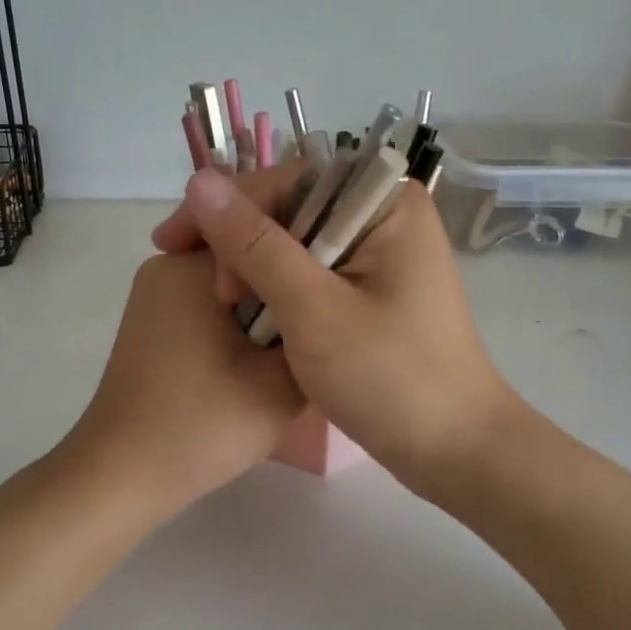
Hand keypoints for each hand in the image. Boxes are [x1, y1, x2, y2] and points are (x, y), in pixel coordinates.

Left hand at [63, 251, 304, 516]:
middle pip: (249, 258)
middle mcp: (167, 265)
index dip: (308, 263)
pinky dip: (236, 326)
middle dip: (283, 289)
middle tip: (320, 327)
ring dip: (263, 310)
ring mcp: (155, 295)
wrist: (121, 476)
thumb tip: (326, 308)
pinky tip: (255, 362)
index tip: (337, 297)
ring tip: (292, 349)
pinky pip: (208, 305)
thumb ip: (314, 334)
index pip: (269, 235)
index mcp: (192, 265)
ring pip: (231, 285)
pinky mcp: (152, 324)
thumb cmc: (202, 425)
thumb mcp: (282, 383)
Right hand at [152, 166, 519, 497]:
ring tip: (219, 304)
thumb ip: (255, 245)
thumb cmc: (392, 379)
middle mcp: (383, 215)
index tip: (175, 245)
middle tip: (207, 292)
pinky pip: (310, 271)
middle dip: (239, 242)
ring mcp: (378, 253)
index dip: (227, 206)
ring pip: (294, 241)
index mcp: (385, 202)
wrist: (455, 451)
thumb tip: (199, 182)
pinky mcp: (370, 288)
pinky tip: (246, 310)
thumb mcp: (314, 311)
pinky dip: (276, 289)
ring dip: (252, 268)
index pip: (287, 178)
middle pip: (290, 206)